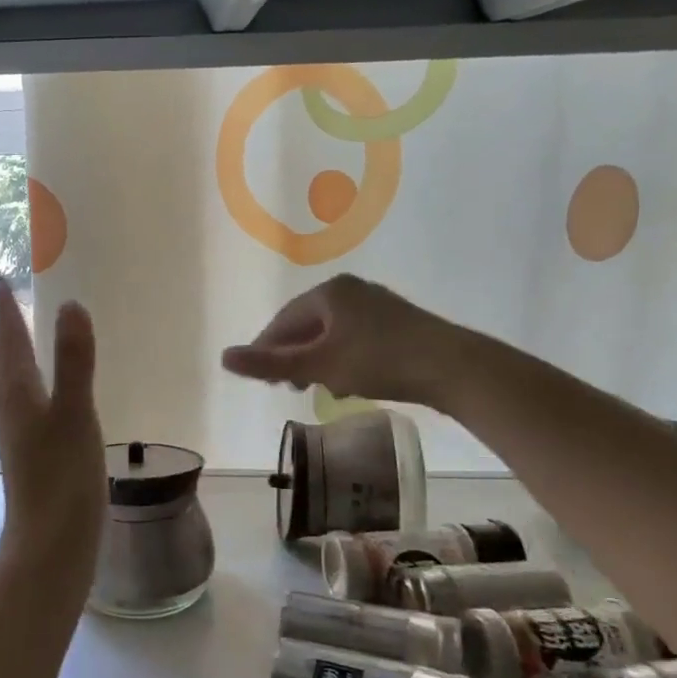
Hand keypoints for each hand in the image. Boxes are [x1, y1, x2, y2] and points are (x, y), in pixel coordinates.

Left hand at [0, 279, 106, 588]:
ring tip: (20, 345)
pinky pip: (20, 408)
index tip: (0, 279)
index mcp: (19, 396)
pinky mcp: (30, 458)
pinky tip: (44, 400)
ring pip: (3, 388)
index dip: (5, 309)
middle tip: (7, 310)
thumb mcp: (75, 415)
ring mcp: (18, 438)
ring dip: (7, 359)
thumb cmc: (63, 480)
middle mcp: (11, 412)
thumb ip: (74, 362)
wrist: (50, 548)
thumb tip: (69, 305)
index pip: (9, 342)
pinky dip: (25, 387)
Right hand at [221, 274, 448, 407]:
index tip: (262, 378)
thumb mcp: (319, 365)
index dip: (268, 349)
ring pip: (332, 333)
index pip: (284, 320)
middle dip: (295, 356)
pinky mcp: (398, 323)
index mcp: (329, 292)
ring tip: (317, 387)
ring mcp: (377, 305)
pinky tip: (349, 381)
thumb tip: (223, 358)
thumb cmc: (379, 360)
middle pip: (308, 324)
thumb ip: (271, 363)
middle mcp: (352, 290)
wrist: (453, 367)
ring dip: (319, 360)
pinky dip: (343, 358)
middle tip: (288, 386)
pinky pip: (355, 338)